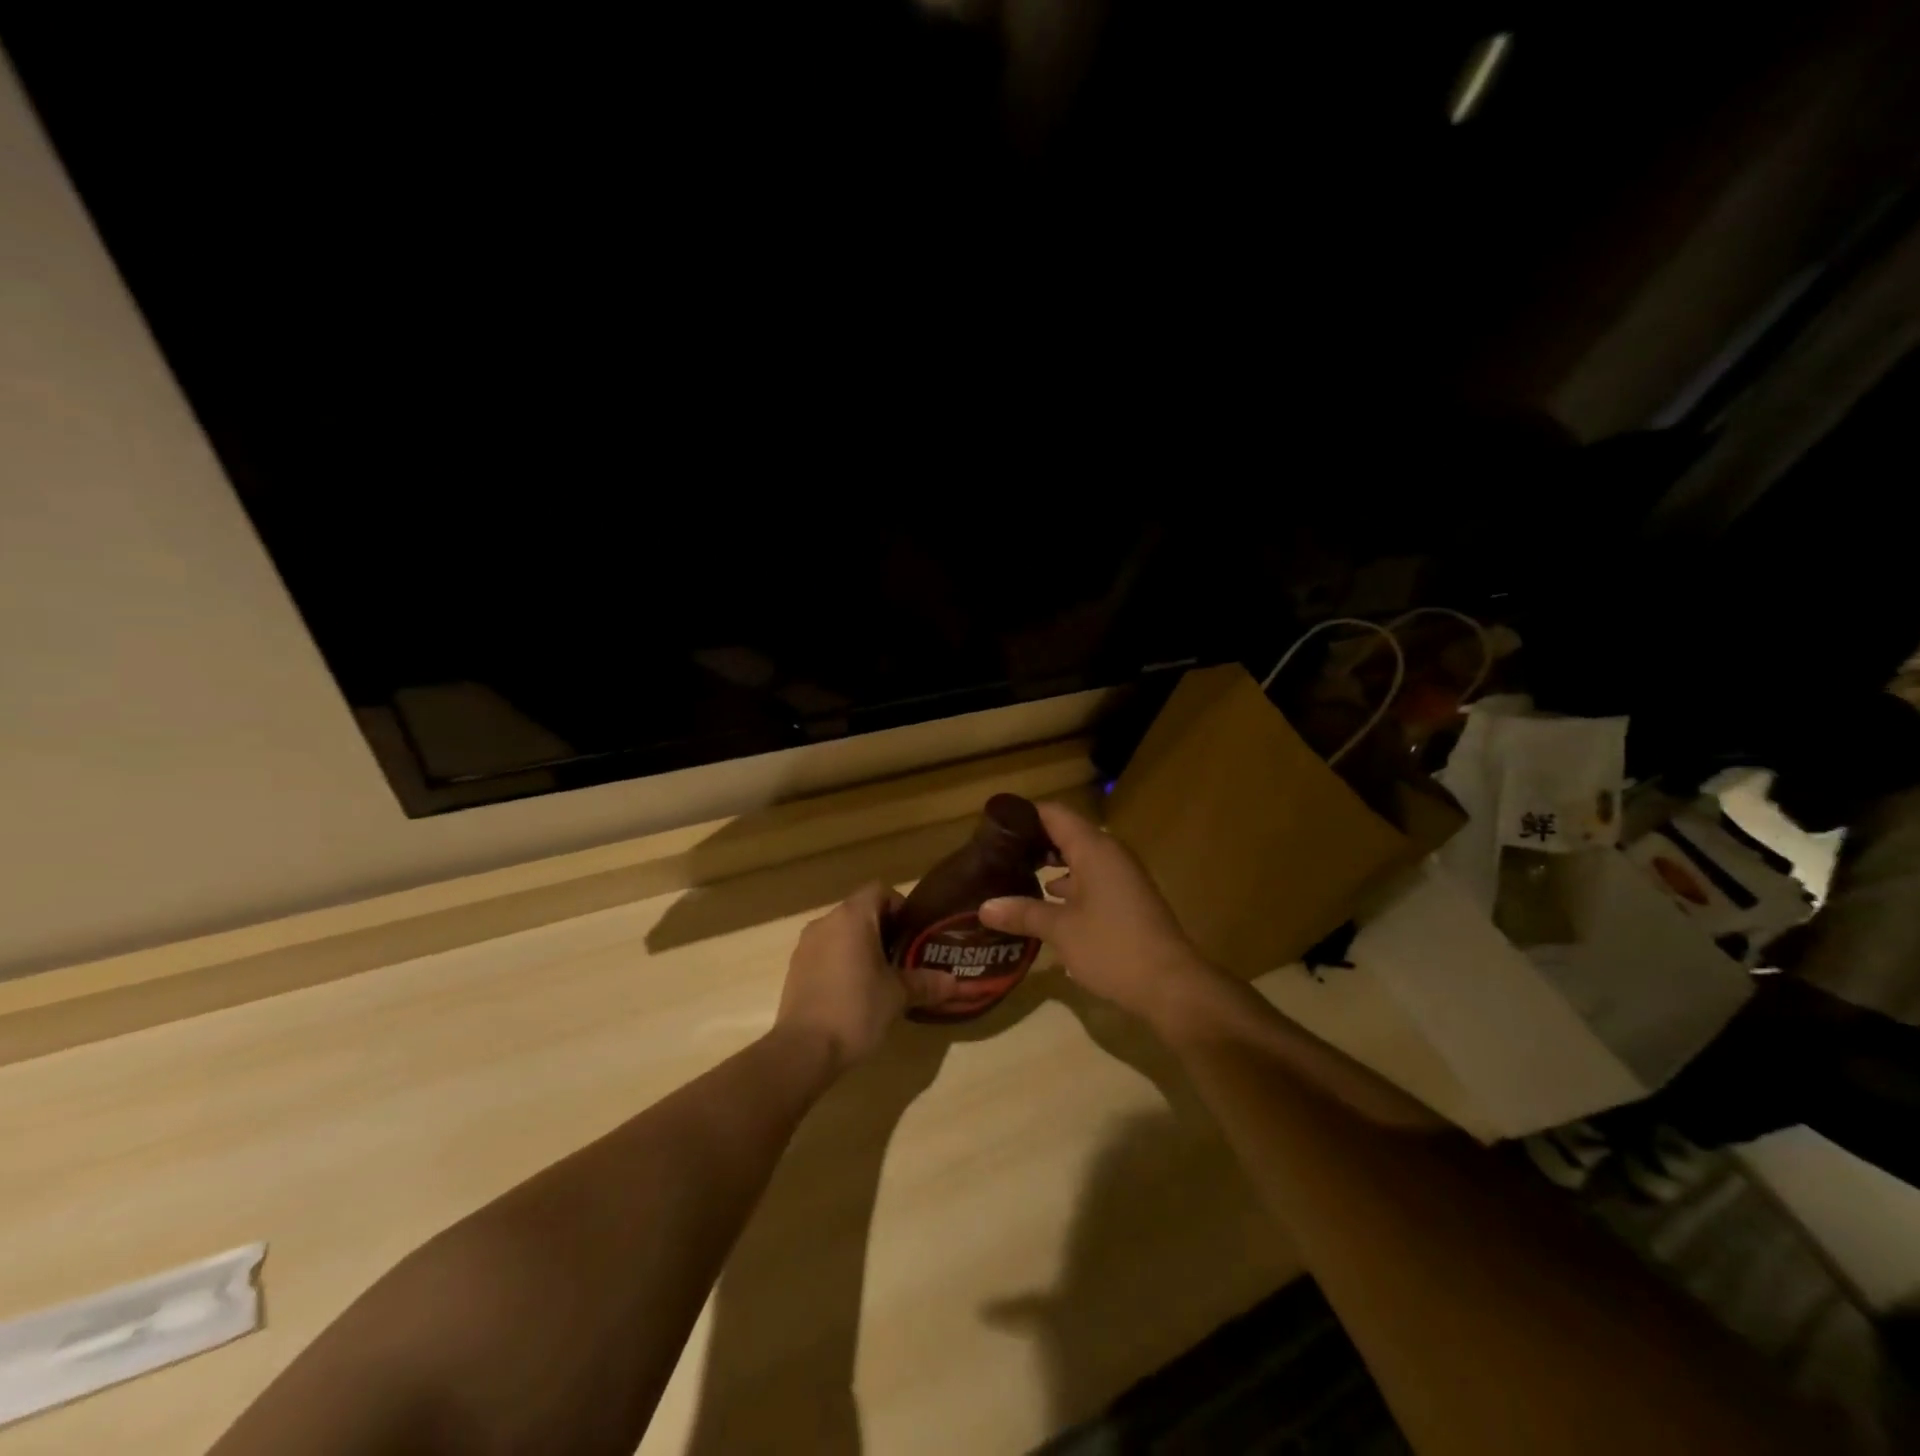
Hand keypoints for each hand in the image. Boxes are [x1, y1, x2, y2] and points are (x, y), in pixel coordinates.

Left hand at [778, 882, 907, 1072]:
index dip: (900, 906)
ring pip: (841, 933)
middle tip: (904, 956)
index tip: (914, 933)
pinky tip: (854, 991)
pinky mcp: (795, 968)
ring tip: (881, 976)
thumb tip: (954, 982)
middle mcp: (826, 921)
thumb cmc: (856, 1009)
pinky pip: (825, 952)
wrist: (804, 1050)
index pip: (880, 891)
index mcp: (852, 917)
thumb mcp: (897, 996)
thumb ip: (925, 983)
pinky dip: (841, 961)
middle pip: (860, 911)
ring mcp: (806, 945)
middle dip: (883, 929)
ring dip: (861, 946)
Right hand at [977, 801, 1211, 1028]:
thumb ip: (1022, 913)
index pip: (1054, 813)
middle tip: (996, 854)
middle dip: (1032, 842)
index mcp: (1094, 848)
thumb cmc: (1113, 948)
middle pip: (1066, 833)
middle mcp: (1110, 854)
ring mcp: (1122, 876)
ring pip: (1079, 858)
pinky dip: (1067, 885)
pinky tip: (1045, 904)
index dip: (1023, 815)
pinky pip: (1091, 879)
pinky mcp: (1127, 899)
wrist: (1171, 985)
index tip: (993, 827)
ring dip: (1049, 865)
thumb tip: (984, 907)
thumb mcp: (1061, 930)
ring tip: (1013, 876)